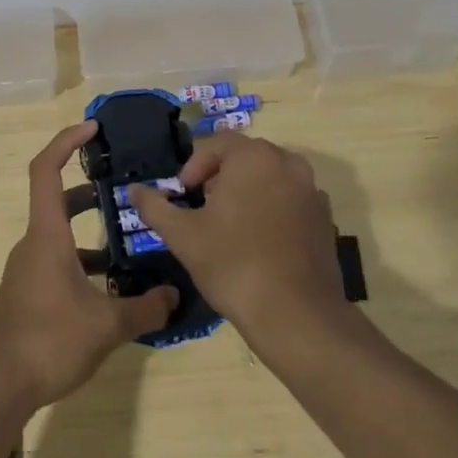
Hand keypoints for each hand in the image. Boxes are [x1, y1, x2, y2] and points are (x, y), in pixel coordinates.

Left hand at [0, 122, 177, 407]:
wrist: (0, 386)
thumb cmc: (50, 340)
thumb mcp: (106, 325)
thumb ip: (144, 308)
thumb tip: (174, 297)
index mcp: (47, 235)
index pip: (46, 170)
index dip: (66, 142)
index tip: (92, 129)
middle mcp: (33, 244)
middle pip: (57, 201)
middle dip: (89, 191)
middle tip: (124, 191)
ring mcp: (27, 270)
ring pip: (59, 236)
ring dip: (90, 234)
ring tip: (129, 244)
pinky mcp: (28, 293)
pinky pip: (57, 263)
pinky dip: (82, 264)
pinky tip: (109, 290)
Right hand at [128, 132, 342, 338]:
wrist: (295, 314)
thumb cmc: (232, 264)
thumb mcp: (182, 235)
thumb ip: (155, 206)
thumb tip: (133, 190)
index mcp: (254, 157)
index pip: (217, 143)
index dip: (195, 165)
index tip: (183, 194)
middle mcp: (288, 163)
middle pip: (246, 157)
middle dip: (220, 176)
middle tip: (202, 207)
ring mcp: (312, 191)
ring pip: (270, 178)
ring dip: (247, 191)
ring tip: (229, 225)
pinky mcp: (325, 219)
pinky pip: (290, 200)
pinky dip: (272, 209)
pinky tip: (258, 242)